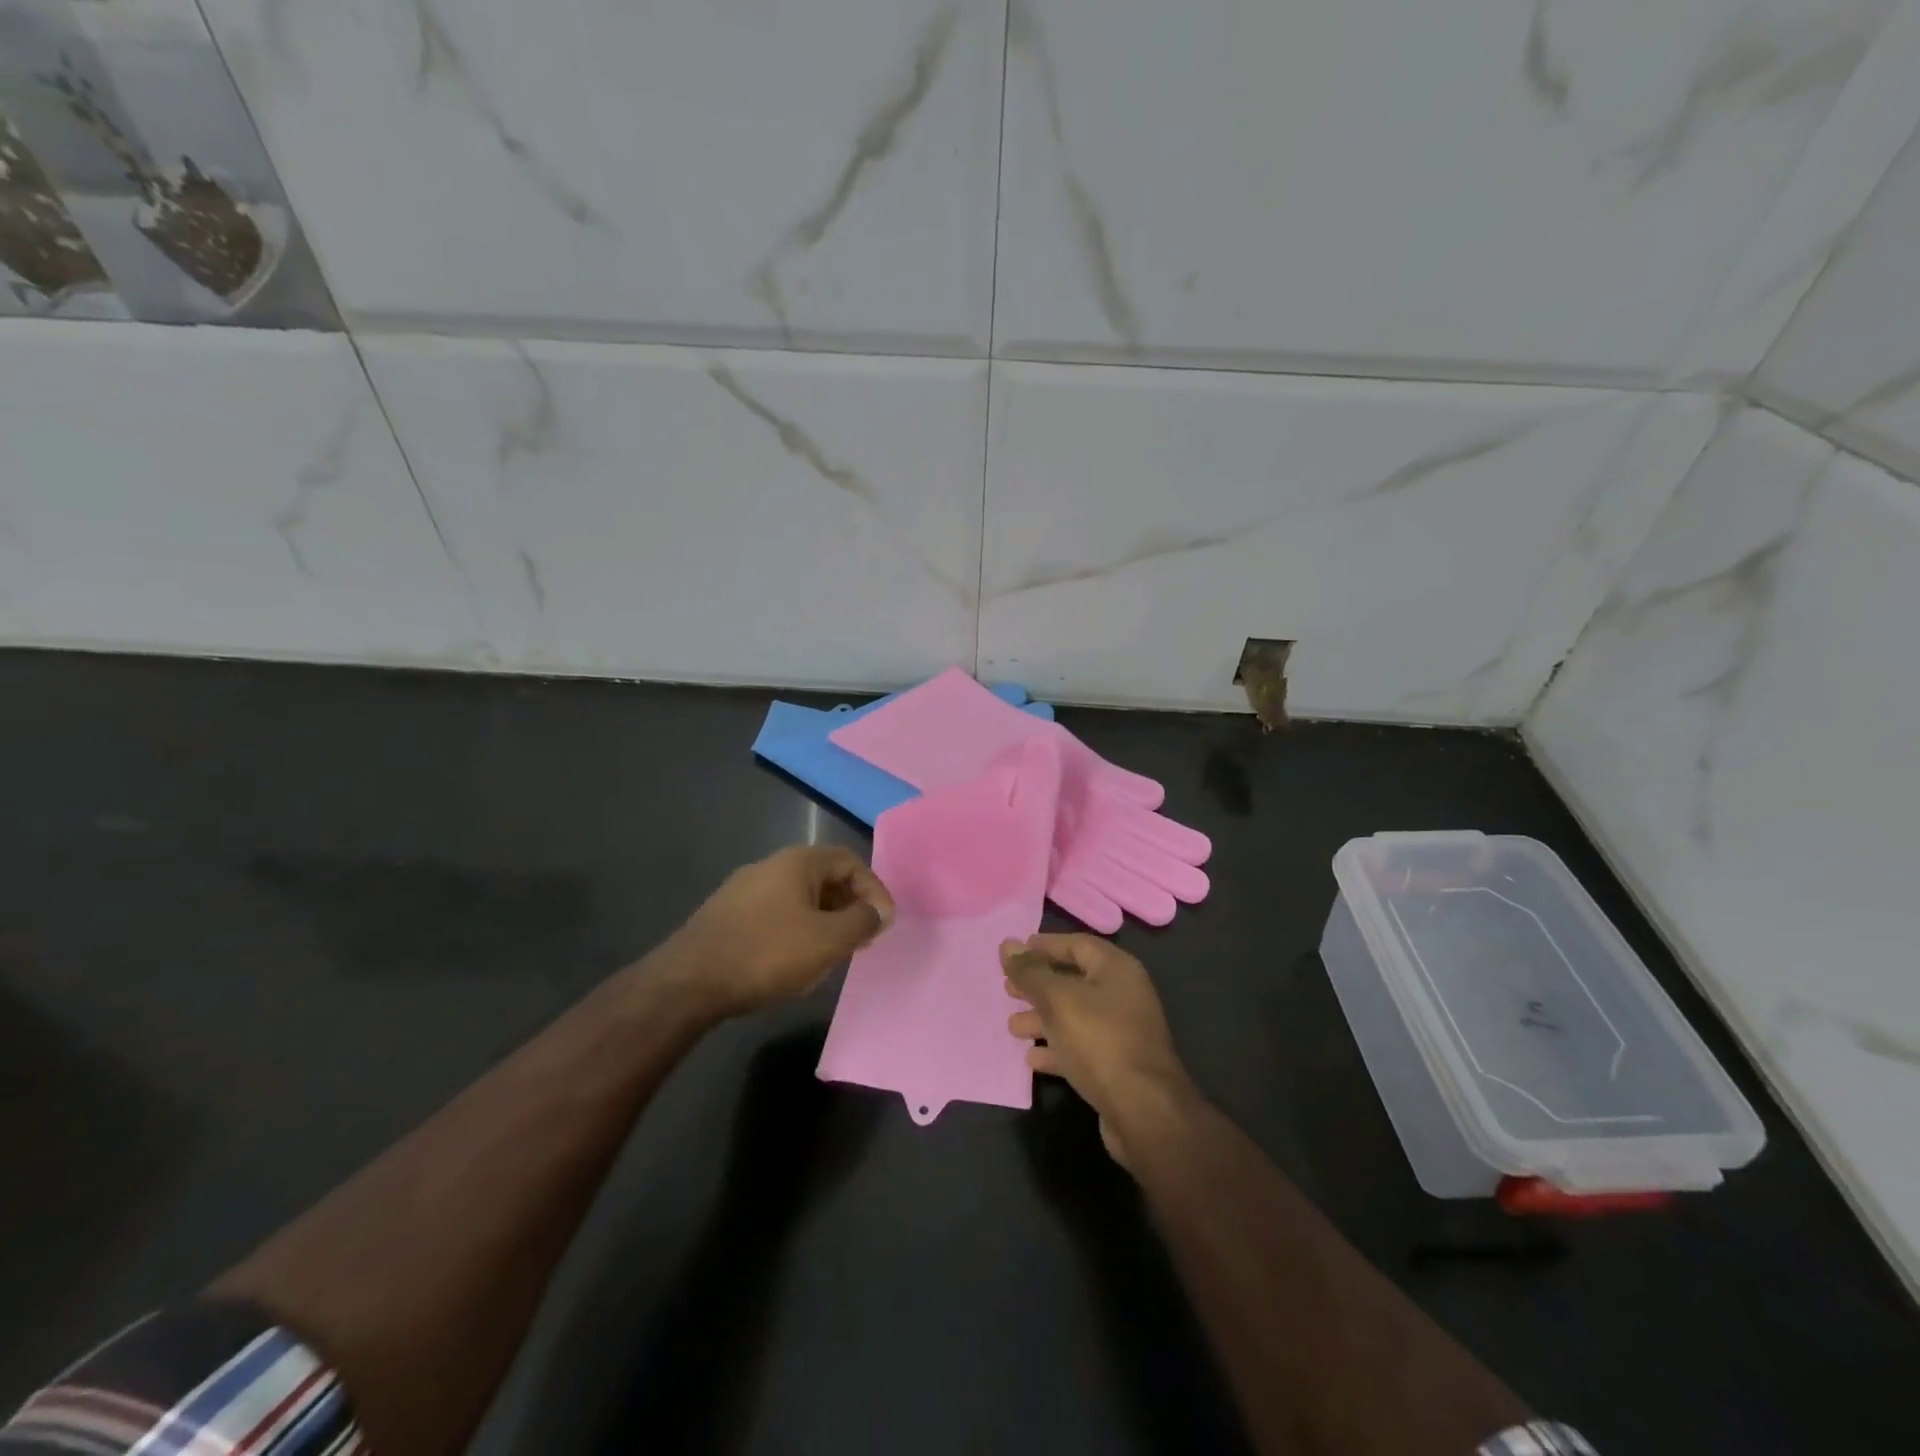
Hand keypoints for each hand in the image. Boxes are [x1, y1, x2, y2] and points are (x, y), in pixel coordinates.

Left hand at [672, 846, 893, 1015]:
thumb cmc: (767, 953)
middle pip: (825, 878)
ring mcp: (744, 890)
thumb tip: (878, 911)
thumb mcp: (827, 940)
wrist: (688, 982)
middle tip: (862, 940)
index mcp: (797, 862)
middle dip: (850, 907)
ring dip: (824, 922)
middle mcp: (770, 866)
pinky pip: (776, 914)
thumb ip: (861, 921)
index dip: (874, 889)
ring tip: (832, 955)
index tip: (884, 923)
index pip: (850, 861)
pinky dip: (797, 931)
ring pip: (800, 899)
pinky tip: (794, 962)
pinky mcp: (727, 915)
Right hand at [1002, 933, 1195, 1165]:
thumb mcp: (1058, 1000)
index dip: (1045, 946)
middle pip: (1074, 981)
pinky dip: (1056, 1049)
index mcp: (1117, 969)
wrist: (1143, 1112)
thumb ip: (1031, 972)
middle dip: (1039, 985)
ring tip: (1012, 1027)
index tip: (1014, 953)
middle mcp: (1123, 995)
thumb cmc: (1099, 1041)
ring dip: (1043, 1019)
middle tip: (1007, 989)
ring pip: (1074, 1017)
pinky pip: (1080, 1048)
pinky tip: (1032, 1059)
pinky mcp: (1116, 1066)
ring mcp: (1121, 1033)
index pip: (1077, 945)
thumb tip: (1008, 944)